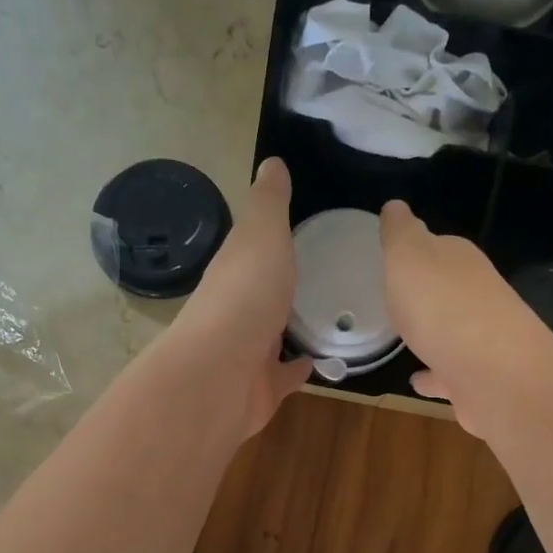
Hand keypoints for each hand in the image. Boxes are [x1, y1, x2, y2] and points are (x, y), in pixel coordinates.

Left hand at [172, 157, 310, 437]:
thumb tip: (272, 162)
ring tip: (331, 315)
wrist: (221, 375)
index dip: (271, 239)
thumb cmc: (245, 296)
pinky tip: (324, 361)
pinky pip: (285, 376)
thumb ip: (269, 203)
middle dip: (282, 285)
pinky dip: (300, 369)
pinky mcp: (262, 389)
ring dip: (292, 327)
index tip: (302, 228)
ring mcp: (247, 353)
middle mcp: (236, 311)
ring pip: (272, 336)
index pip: (252, 250)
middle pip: (261, 294)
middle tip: (325, 274)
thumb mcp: (262, 234)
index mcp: (234, 271)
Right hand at [378, 199, 552, 437]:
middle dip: (427, 291)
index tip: (395, 259)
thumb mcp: (408, 256)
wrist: (491, 372)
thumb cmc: (442, 306)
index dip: (417, 251)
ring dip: (432, 332)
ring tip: (405, 339)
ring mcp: (480, 340)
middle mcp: (476, 296)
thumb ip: (400, 232)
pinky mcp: (477, 379)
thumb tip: (395, 206)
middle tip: (398, 298)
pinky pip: (448, 374)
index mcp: (460, 261)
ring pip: (450, 331)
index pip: (438, 247)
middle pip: (448, 288)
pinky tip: (417, 380)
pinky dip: (433, 375)